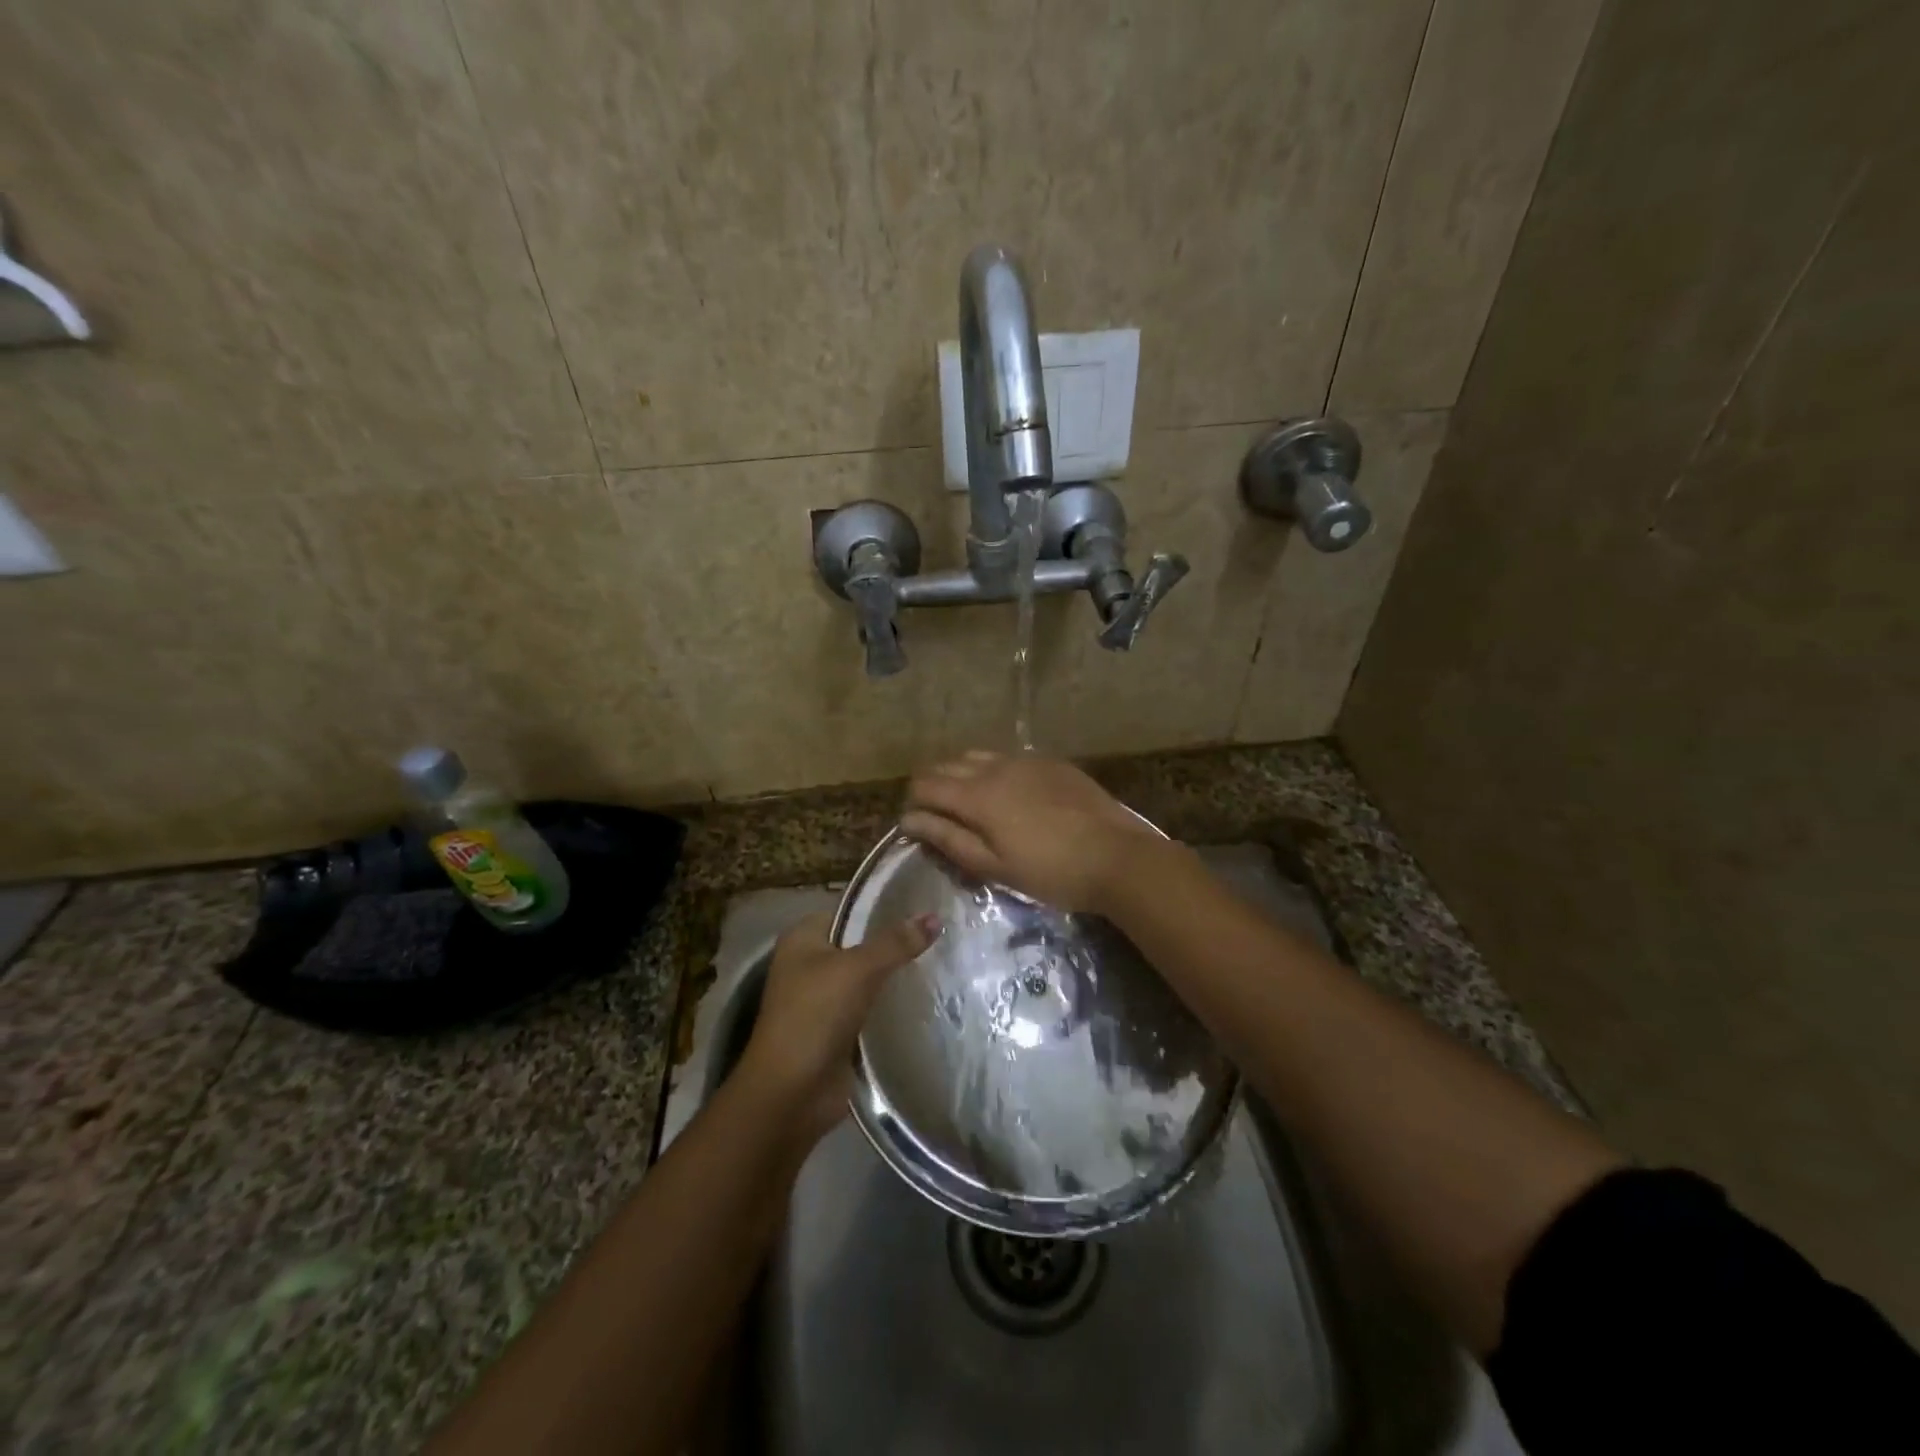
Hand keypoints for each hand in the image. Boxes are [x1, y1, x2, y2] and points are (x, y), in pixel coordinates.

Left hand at [735, 911, 938, 1144]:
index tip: (924, 905)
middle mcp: (810, 964)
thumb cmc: (815, 1016)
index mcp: (803, 938)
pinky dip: (892, 1006)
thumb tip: (935, 916)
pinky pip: (872, 1008)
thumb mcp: (857, 969)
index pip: (849, 911)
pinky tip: (927, 998)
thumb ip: (896, 943)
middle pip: (861, 945)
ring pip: (869, 978)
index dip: (883, 907)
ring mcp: (824, 1000)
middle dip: (895, 943)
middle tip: (942, 934)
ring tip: (943, 961)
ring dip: (896, 977)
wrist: (791, 1093)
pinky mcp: (839, 1031)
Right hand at [901, 750, 1164, 913]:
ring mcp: (1026, 760)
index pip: (925, 784)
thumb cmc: (1051, 872)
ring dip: (962, 774)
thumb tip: (909, 819)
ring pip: (977, 756)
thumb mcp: (994, 866)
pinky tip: (1009, 795)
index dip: (914, 802)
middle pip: (947, 764)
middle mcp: (996, 767)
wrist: (1117, 856)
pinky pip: (1008, 757)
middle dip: (934, 786)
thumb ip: (948, 839)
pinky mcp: (1051, 762)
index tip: (918, 824)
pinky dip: (994, 770)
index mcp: (977, 795)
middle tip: (942, 816)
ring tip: (972, 804)